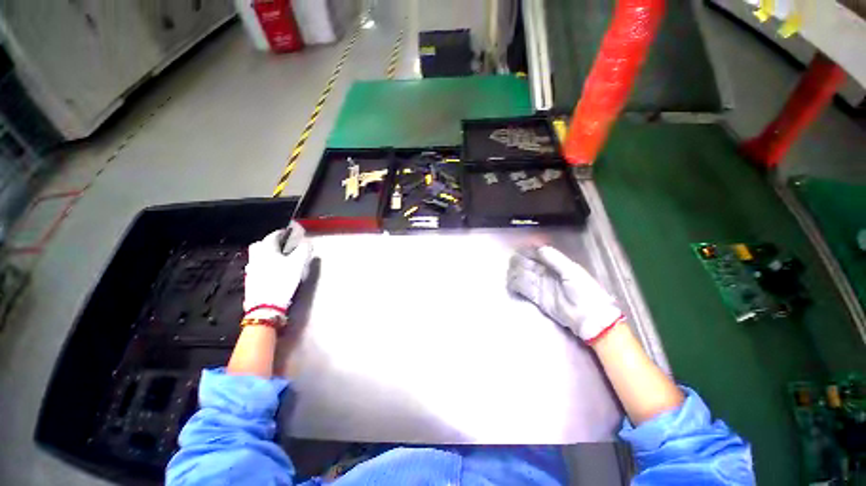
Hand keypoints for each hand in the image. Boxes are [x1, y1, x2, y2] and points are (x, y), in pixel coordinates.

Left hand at [244, 229, 312, 320]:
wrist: (266, 305)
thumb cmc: (282, 280)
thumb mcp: (298, 263)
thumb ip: (304, 250)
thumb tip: (307, 242)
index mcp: (266, 249)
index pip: (273, 236)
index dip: (282, 233)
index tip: (289, 232)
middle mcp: (256, 257)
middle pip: (260, 244)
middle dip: (270, 242)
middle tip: (281, 245)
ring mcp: (251, 269)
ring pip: (257, 256)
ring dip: (266, 254)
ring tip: (278, 259)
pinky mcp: (250, 281)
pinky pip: (257, 267)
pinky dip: (264, 265)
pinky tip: (272, 272)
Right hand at [507, 245, 622, 342]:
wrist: (588, 316)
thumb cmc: (584, 291)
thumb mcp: (572, 271)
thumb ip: (555, 259)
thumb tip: (539, 248)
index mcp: (555, 265)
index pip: (538, 255)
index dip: (529, 251)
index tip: (519, 249)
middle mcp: (546, 274)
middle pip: (528, 264)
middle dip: (519, 261)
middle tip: (511, 261)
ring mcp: (541, 286)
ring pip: (524, 276)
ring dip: (515, 273)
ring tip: (509, 271)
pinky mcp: (537, 298)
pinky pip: (524, 290)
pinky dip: (516, 286)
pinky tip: (511, 283)